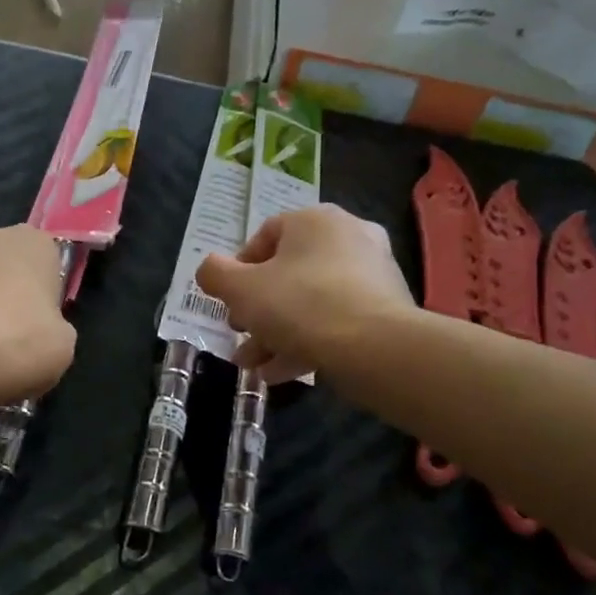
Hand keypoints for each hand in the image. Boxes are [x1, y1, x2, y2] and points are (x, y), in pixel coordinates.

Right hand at [196, 205, 413, 382]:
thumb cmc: (300, 305)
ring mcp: (373, 274)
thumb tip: (208, 270)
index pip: (266, 235)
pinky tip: (282, 373)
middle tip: (240, 333)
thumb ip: (215, 275)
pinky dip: (308, 342)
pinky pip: (336, 321)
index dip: (238, 269)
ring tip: (254, 365)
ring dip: (277, 332)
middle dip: (257, 309)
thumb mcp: (241, 290)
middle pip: (289, 273)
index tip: (228, 300)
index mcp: (315, 221)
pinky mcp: (386, 310)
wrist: (375, 347)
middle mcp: (349, 237)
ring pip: (311, 302)